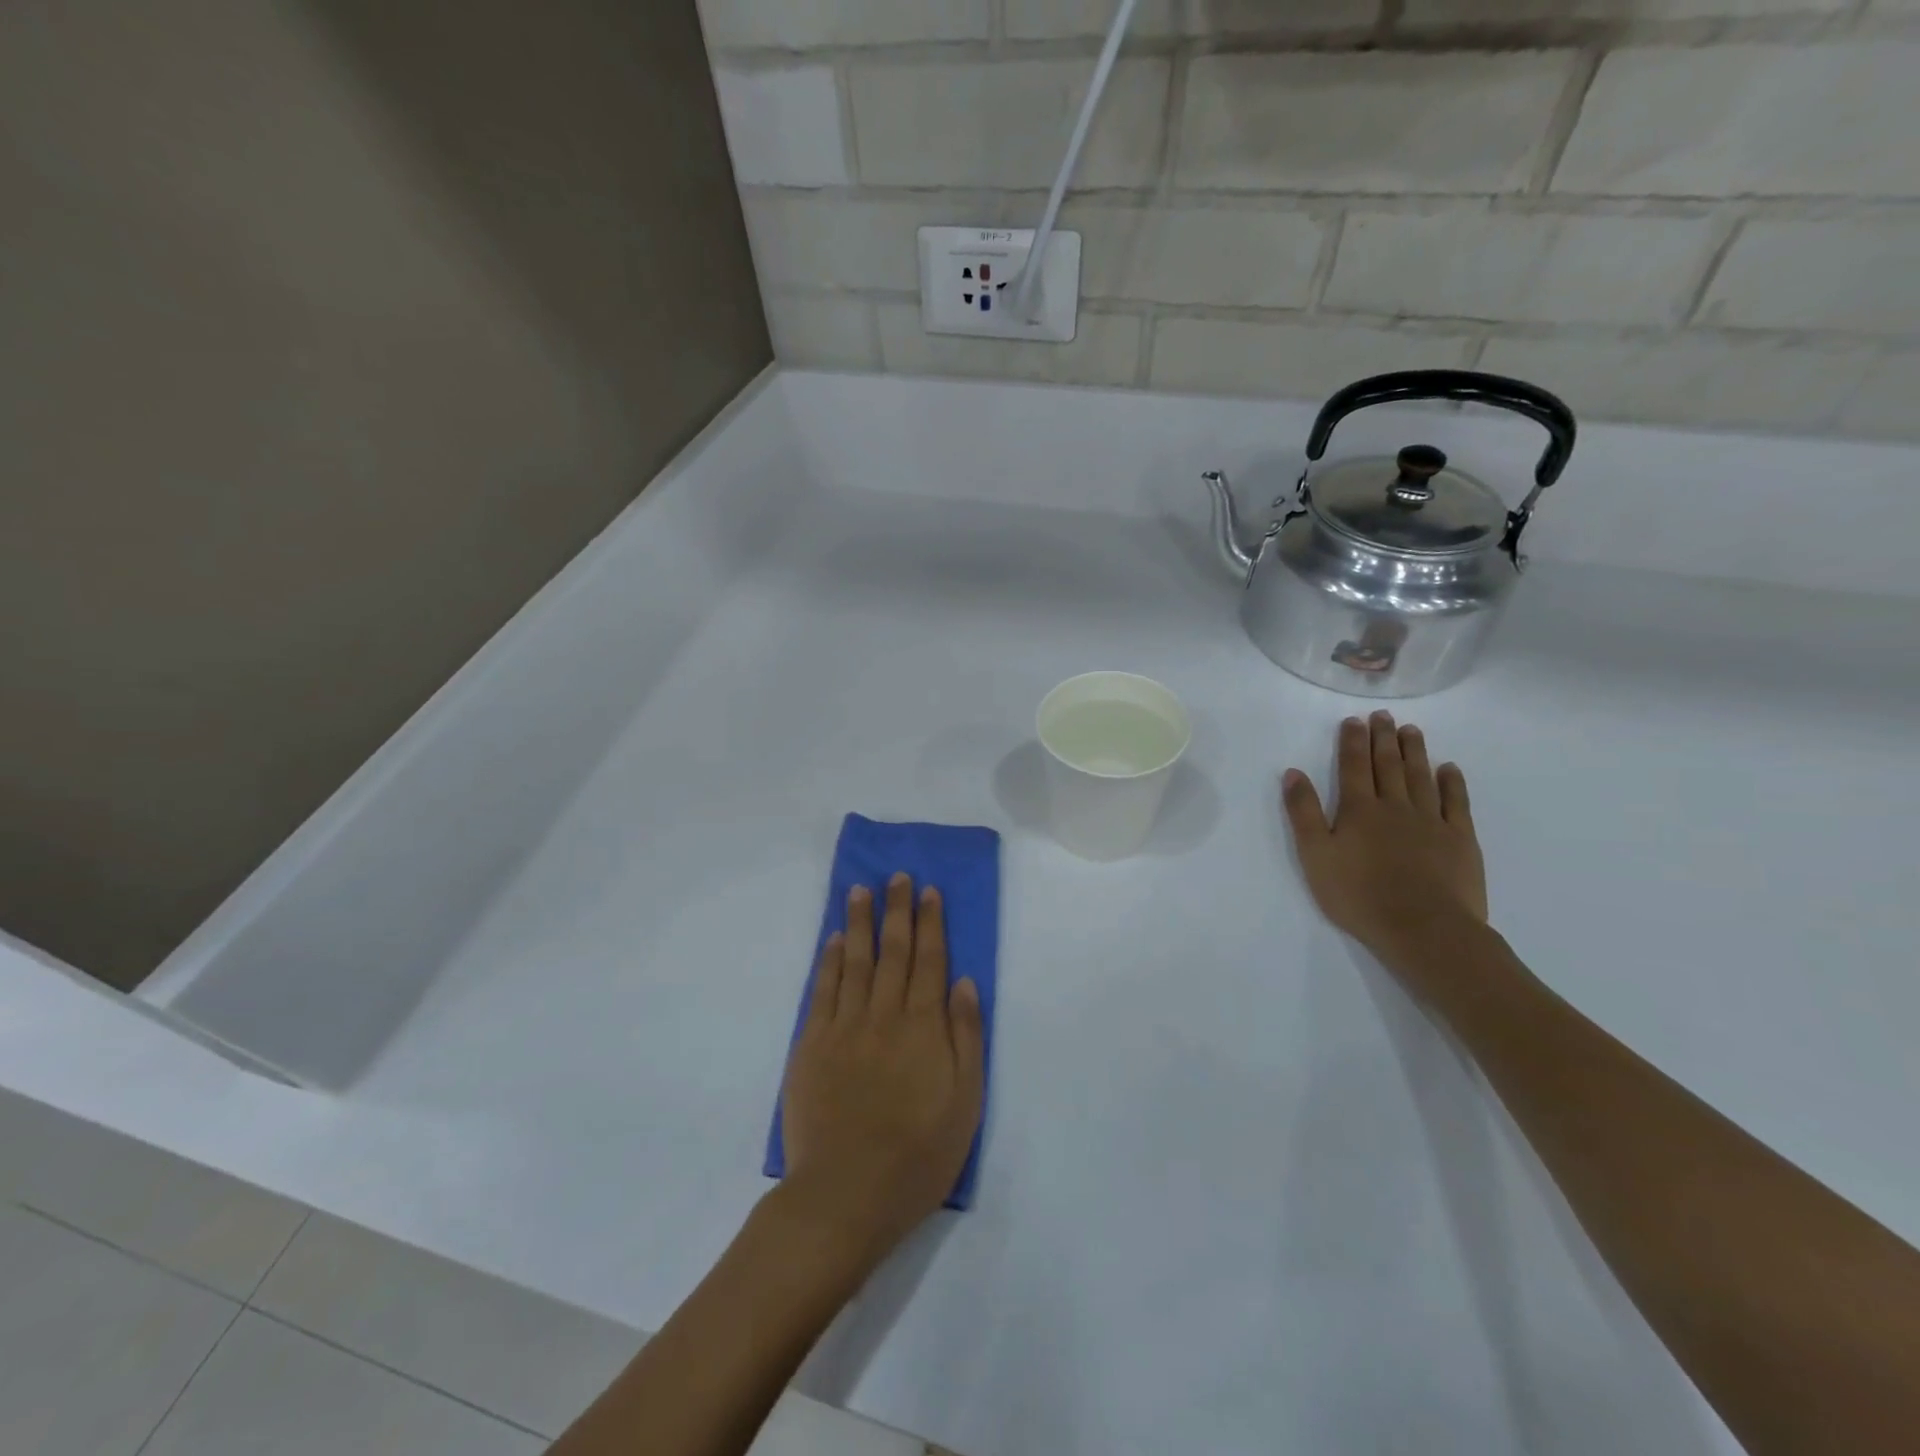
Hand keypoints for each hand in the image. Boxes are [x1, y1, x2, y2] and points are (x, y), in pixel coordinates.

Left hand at [781, 873, 984, 1266]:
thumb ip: (966, 1037)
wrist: (846, 1193)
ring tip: (860, 890)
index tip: (928, 891)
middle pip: (893, 951)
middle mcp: (884, 1015)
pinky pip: (822, 990)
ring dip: (859, 922)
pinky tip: (832, 940)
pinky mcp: (811, 1044)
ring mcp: (844, 1027)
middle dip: (897, 910)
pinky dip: (828, 961)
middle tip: (897, 876)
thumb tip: (963, 982)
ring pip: (854, 961)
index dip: (930, 923)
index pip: (930, 961)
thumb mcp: (966, 1103)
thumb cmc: (918, 1155)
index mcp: (924, 1027)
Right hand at [1281, 713, 1487, 967]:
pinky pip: (1456, 803)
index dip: (1352, 742)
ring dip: (1415, 752)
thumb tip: (1293, 773)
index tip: (1353, 720)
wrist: (1423, 928)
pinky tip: (1449, 769)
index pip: (1354, 767)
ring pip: (1421, 777)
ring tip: (1411, 731)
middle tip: (1383, 716)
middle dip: (1383, 738)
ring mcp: (1431, 821)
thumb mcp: (1315, 855)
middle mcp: (1395, 806)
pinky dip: (1452, 783)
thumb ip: (1303, 813)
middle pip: (1389, 765)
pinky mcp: (1460, 840)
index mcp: (1358, 810)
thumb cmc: (1359, 895)